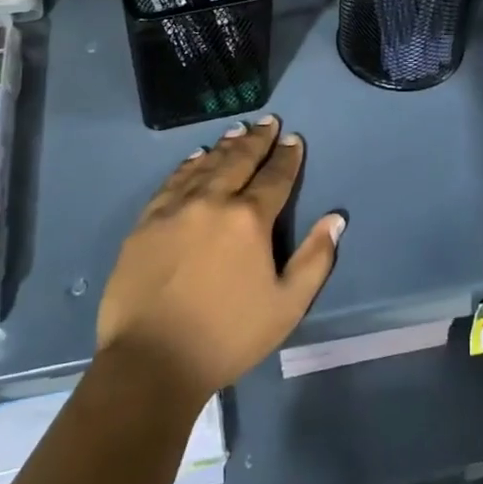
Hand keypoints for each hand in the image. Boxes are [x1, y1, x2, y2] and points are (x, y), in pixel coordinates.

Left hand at [96, 116, 344, 403]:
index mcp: (249, 219)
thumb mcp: (286, 306)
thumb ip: (315, 259)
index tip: (293, 139)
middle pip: (240, 160)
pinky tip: (196, 157)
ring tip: (238, 131)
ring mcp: (176, 208)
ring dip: (226, 146)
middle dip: (258, 140)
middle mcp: (213, 201)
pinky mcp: (147, 221)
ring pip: (206, 164)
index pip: (275, 177)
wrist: (150, 362)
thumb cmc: (227, 337)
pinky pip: (173, 181)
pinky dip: (188, 164)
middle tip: (268, 121)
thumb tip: (335, 218)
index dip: (287, 156)